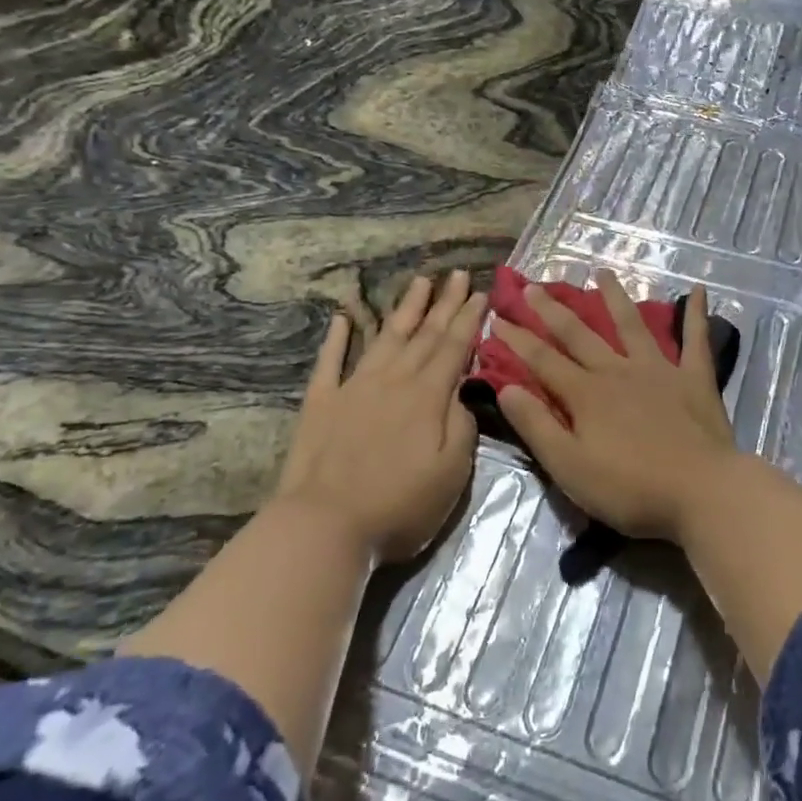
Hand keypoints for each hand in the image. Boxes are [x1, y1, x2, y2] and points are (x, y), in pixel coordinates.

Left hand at [276, 270, 486, 565]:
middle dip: (444, 303)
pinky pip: (331, 361)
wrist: (324, 526)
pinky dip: (338, 337)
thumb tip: (461, 390)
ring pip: (385, 337)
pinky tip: (343, 317)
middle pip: (424, 334)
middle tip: (456, 273)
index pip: (454, 347)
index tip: (480, 292)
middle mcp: (393, 380)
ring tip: (419, 282)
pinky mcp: (321, 403)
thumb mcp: (451, 473)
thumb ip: (462, 426)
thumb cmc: (398, 506)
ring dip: (404, 308)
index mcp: (428, 396)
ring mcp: (354, 387)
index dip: (469, 319)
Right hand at [493, 273, 738, 543]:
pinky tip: (697, 290)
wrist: (701, 490)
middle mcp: (618, 371)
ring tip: (603, 273)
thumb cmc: (630, 488)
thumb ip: (536, 425)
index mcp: (586, 394)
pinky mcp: (694, 378)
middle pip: (580, 335)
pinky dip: (696, 314)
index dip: (517, 340)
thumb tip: (505, 387)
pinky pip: (695, 340)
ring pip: (632, 325)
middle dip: (552, 310)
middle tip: (533, 286)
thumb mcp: (569, 466)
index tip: (497, 318)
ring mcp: (659, 370)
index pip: (542, 360)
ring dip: (615, 297)